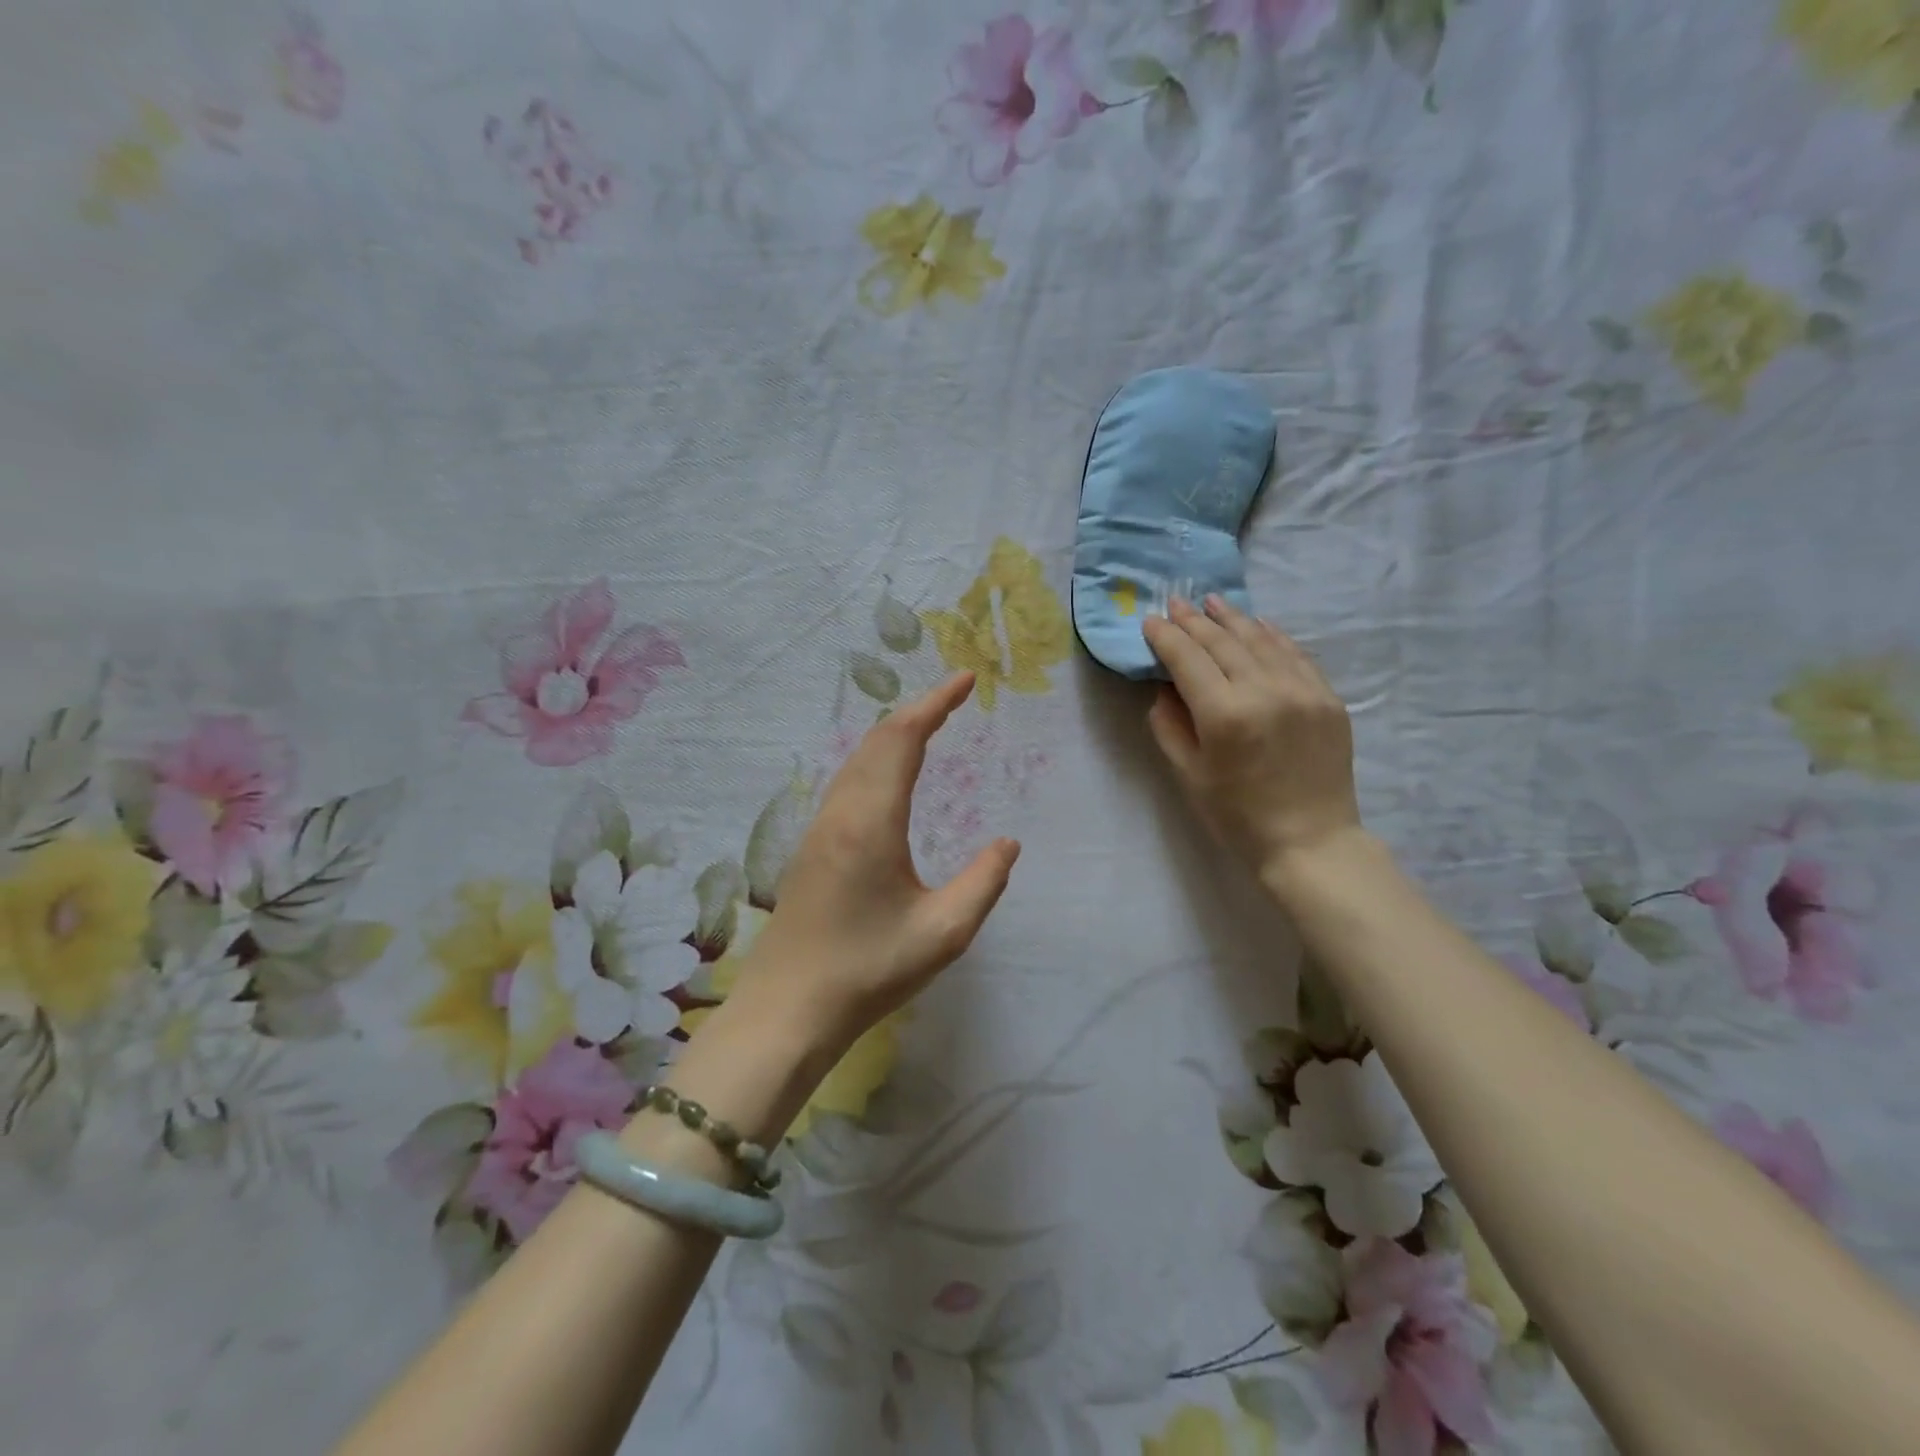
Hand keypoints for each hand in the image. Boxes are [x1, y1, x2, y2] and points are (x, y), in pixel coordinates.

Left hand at [733, 672, 1019, 1045]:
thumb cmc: (868, 971)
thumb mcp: (943, 932)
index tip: (966, 681)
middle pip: (876, 740)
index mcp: (871, 821)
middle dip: (917, 710)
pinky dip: (875, 759)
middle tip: (954, 698)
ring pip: (856, 759)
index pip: (903, 740)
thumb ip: (983, 882)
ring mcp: (818, 830)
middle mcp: (840, 813)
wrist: (787, 1012)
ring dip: (892, 734)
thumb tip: (1007, 843)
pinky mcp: (810, 849)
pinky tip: (888, 778)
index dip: (935, 704)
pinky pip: (846, 782)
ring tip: (929, 726)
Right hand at [1142, 596, 1360, 881]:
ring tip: (1211, 602)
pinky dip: (1272, 635)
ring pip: (1260, 639)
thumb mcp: (1188, 774)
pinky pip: (1295, 654)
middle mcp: (1263, 691)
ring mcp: (1302, 690)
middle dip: (1194, 620)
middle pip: (1222, 641)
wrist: (1310, 841)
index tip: (1151, 621)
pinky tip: (1257, 624)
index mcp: (1223, 714)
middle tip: (1175, 603)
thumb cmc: (1237, 816)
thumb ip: (1169, 725)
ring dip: (1232, 618)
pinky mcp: (1327, 697)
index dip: (1166, 637)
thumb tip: (1165, 687)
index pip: (1187, 659)